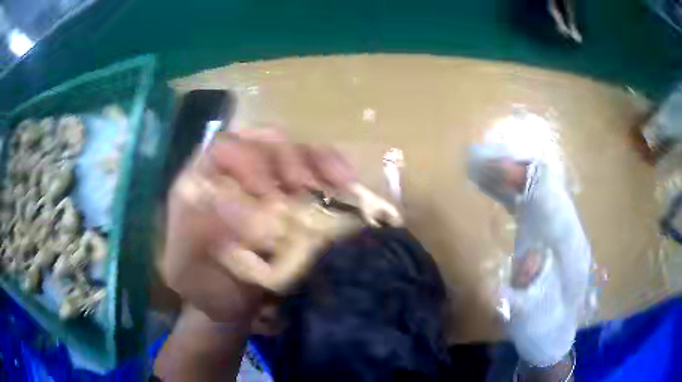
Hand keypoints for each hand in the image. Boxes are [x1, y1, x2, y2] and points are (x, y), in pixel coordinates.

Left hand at [161, 129, 355, 322]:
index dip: (247, 160)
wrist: (227, 302)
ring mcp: (266, 182)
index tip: (266, 192)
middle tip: (303, 187)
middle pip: (265, 143)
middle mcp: (234, 172)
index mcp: (201, 180)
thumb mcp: (185, 263)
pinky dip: (331, 173)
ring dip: (316, 163)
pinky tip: (345, 182)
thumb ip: (197, 233)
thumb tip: (235, 205)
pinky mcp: (292, 198)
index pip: (224, 148)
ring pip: (294, 153)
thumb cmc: (200, 283)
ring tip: (336, 182)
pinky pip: (315, 174)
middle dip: (287, 159)